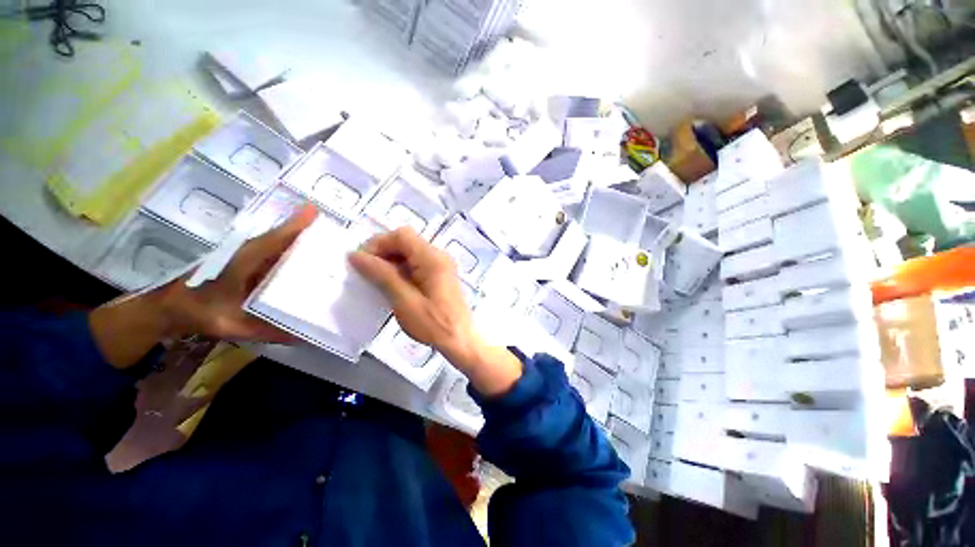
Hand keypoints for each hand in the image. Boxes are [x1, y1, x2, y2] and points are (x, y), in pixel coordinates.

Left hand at [156, 204, 318, 340]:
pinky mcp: (247, 261)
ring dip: (300, 240)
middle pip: (282, 238)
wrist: (169, 307)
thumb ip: (265, 331)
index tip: (315, 210)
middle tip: (337, 234)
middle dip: (307, 231)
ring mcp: (247, 256)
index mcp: (244, 261)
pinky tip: (308, 258)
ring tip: (329, 244)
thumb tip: (303, 338)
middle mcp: (249, 253)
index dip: (295, 225)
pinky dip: (290, 250)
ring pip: (277, 244)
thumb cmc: (198, 311)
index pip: (275, 239)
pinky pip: (272, 252)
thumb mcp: (230, 325)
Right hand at [349, 227, 522, 395]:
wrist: (460, 339)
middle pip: (406, 242)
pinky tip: (393, 285)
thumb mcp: (404, 300)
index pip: (402, 235)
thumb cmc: (433, 323)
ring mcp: (442, 264)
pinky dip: (402, 269)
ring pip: (410, 252)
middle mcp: (439, 255)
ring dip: (392, 262)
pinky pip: (417, 263)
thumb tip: (356, 255)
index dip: (379, 243)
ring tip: (377, 281)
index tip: (362, 263)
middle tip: (367, 273)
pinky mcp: (440, 274)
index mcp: (433, 258)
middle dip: (384, 253)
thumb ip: (382, 275)